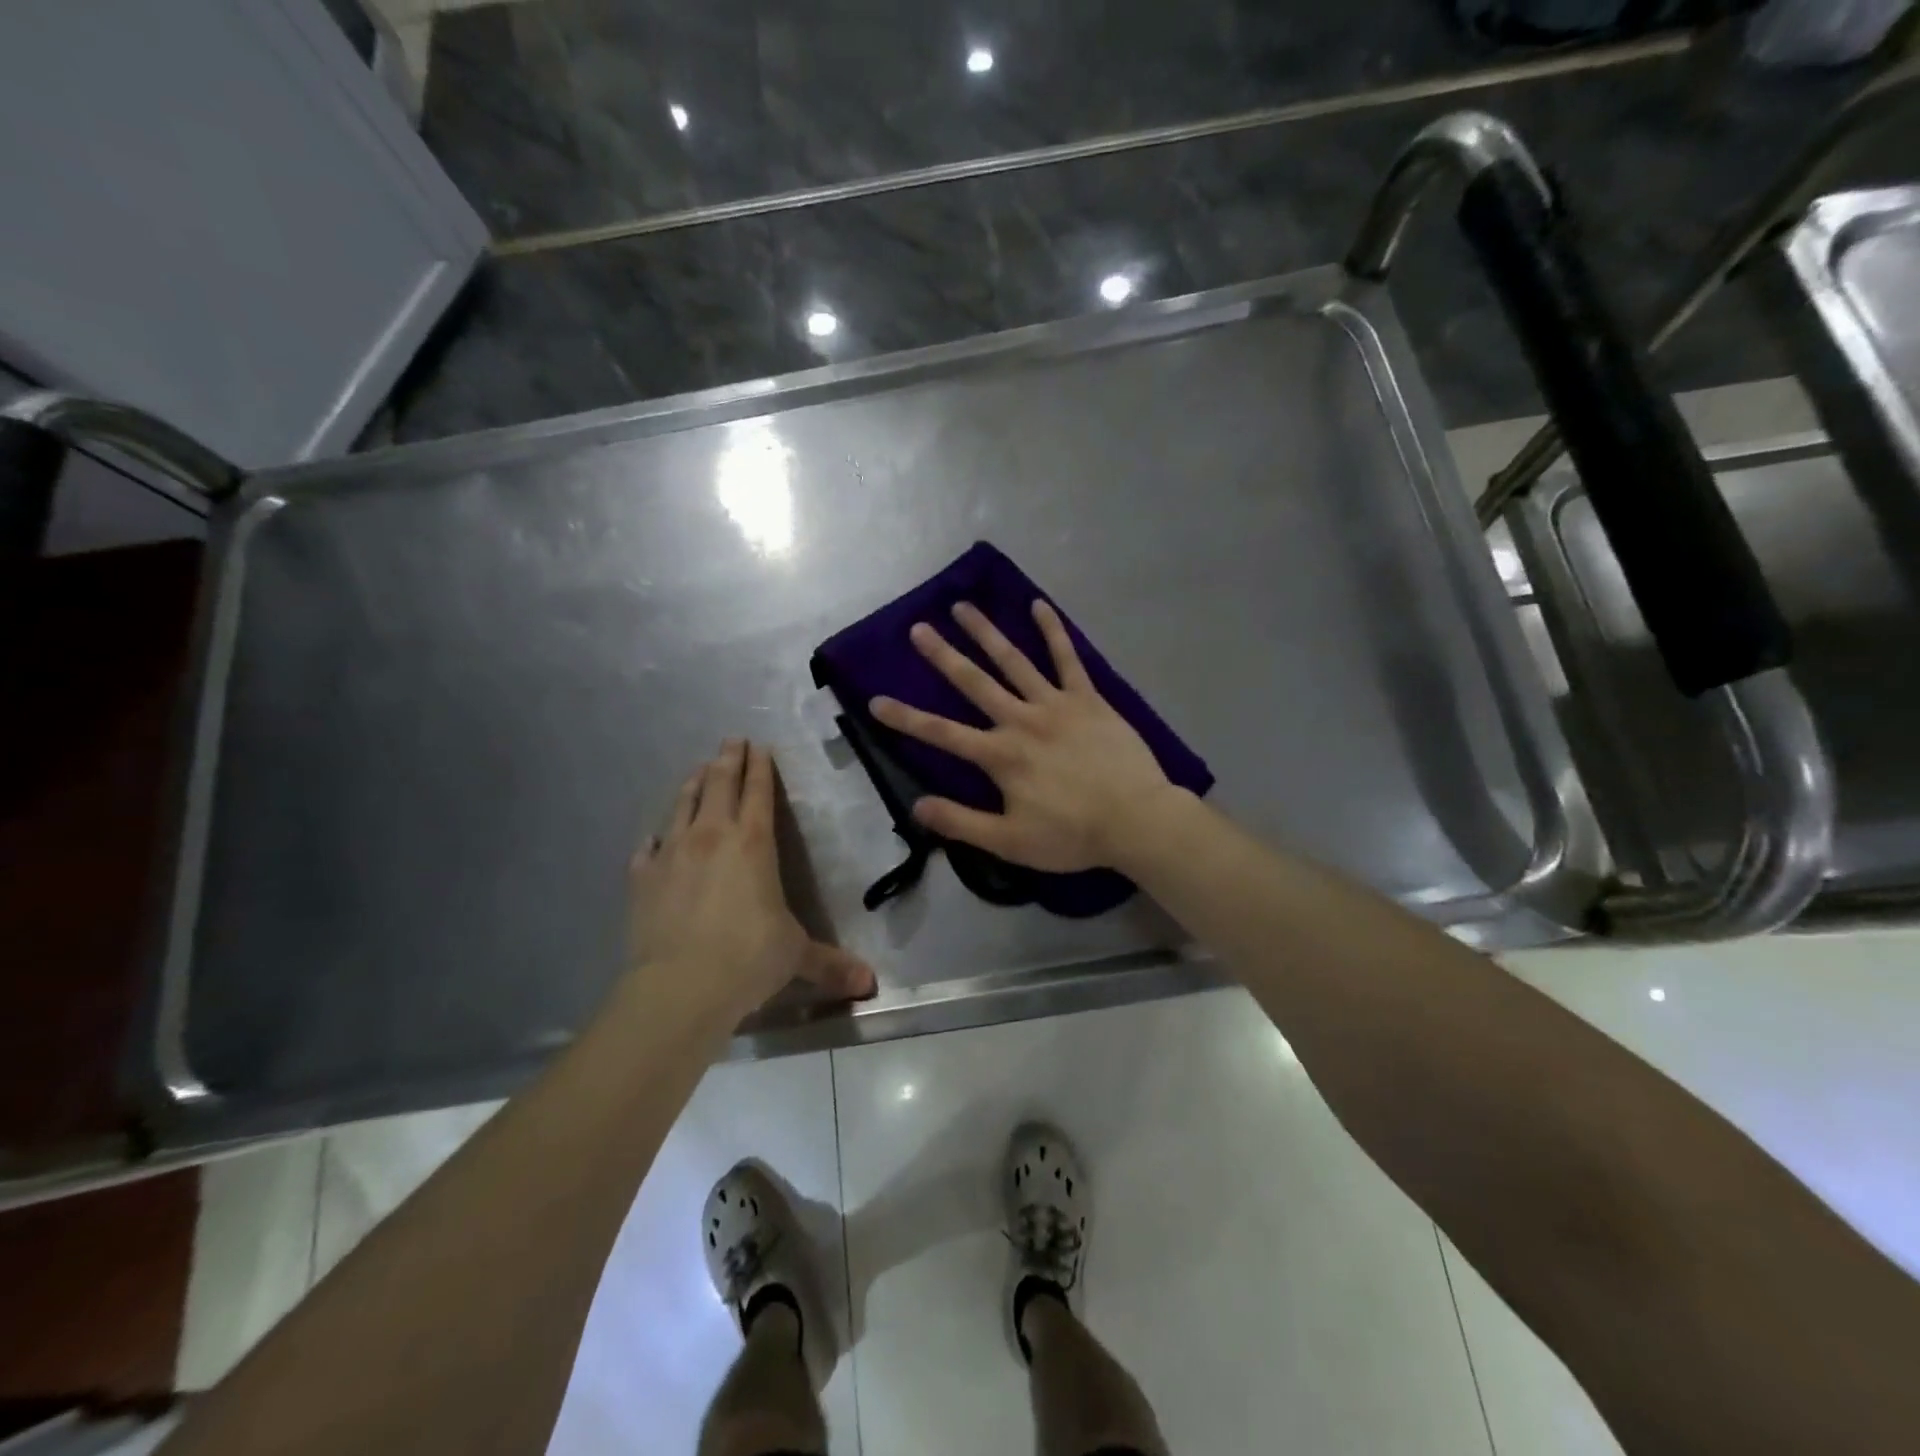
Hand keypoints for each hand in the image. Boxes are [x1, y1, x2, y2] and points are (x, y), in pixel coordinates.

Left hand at [629, 740, 875, 1018]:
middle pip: (720, 785)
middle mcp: (712, 837)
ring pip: (682, 806)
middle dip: (727, 759)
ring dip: (693, 785)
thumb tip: (870, 984)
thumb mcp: (797, 956)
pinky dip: (655, 839)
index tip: (759, 745)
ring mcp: (672, 854)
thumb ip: (830, 964)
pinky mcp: (642, 878)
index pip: (759, 793)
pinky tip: (654, 837)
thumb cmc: (749, 959)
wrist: (681, 986)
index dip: (761, 767)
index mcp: (754, 844)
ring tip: (698, 771)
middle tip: (730, 741)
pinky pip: (647, 848)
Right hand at [869, 599, 1182, 872]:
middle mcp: (1021, 720)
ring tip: (962, 606)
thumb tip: (916, 806)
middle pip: (974, 683)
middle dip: (943, 656)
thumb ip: (961, 823)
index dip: (906, 718)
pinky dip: (1053, 631)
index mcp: (1000, 755)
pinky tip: (1038, 605)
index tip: (875, 700)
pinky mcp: (1088, 698)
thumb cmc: (1071, 835)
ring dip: (986, 633)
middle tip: (918, 628)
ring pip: (1014, 661)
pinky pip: (1068, 659)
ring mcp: (1056, 704)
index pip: (941, 734)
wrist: (1136, 820)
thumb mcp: (1009, 842)